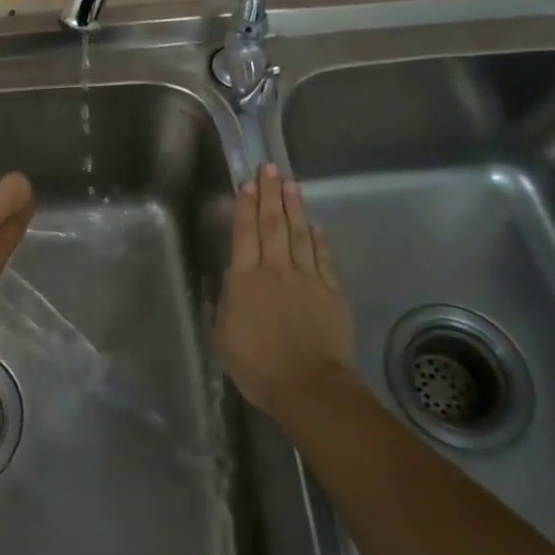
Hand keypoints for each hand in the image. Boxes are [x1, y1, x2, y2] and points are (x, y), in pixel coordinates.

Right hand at [214, 163, 356, 422]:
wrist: (310, 386)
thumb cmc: (258, 366)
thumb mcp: (223, 338)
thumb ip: (225, 305)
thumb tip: (231, 283)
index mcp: (245, 279)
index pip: (245, 233)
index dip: (245, 206)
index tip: (247, 183)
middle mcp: (276, 269)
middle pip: (273, 224)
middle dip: (270, 193)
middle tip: (270, 168)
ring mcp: (307, 278)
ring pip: (300, 233)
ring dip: (294, 207)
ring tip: (291, 184)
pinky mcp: (331, 291)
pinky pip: (323, 257)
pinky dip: (318, 238)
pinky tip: (315, 225)